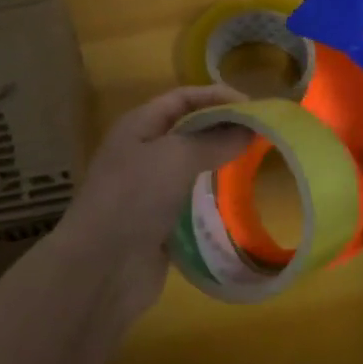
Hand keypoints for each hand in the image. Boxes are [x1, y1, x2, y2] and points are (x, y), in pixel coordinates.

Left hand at [56, 86, 254, 318]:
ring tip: (256, 166)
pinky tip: (238, 204)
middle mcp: (141, 153)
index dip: (216, 96)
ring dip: (219, 165)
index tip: (254, 107)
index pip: (182, 98)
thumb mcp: (176, 157)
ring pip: (189, 168)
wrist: (101, 267)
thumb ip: (214, 140)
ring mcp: (147, 190)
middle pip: (187, 131)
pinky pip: (189, 203)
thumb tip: (249, 128)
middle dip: (222, 130)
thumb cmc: (134, 197)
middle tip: (262, 136)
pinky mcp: (157, 224)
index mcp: (138, 126)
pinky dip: (211, 200)